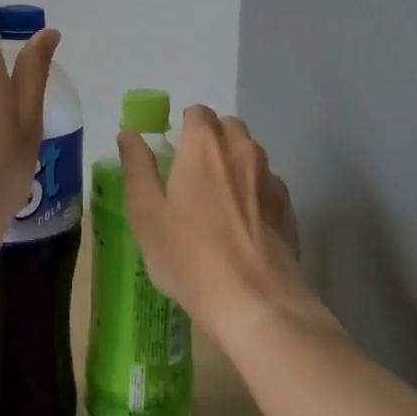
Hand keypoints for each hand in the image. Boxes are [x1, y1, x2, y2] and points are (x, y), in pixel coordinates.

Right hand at [118, 106, 313, 346]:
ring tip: (218, 202)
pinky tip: (243, 224)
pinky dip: (254, 191)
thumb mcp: (147, 214)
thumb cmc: (190, 256)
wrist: (256, 302)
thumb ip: (137, 167)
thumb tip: (129, 134)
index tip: (173, 154)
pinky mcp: (288, 206)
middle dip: (211, 140)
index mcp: (204, 145)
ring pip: (250, 153)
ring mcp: (270, 177)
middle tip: (192, 176)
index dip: (184, 128)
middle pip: (227, 127)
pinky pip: (267, 183)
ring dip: (234, 163)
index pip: (197, 113)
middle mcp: (241, 149)